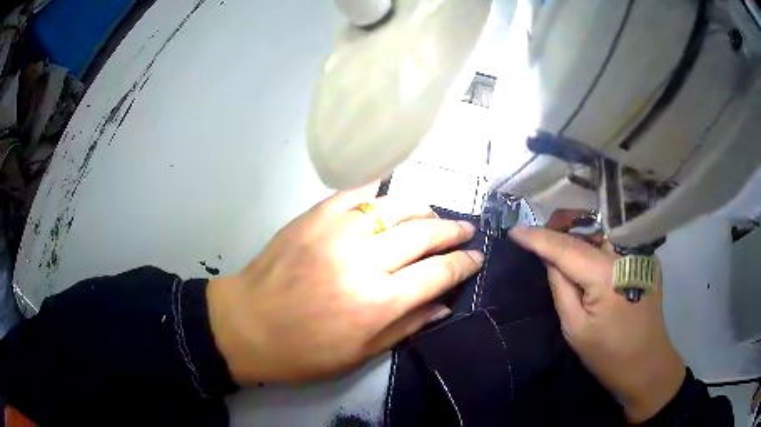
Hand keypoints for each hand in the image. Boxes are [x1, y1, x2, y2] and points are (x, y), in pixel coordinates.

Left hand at [207, 184, 482, 383]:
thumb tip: (444, 305)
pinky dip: (377, 190)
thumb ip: (407, 326)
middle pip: (423, 234)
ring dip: (422, 209)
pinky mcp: (313, 217)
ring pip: (395, 207)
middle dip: (452, 231)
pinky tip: (389, 193)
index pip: (437, 273)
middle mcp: (363, 261)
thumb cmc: (303, 351)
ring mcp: (336, 232)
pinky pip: (354, 193)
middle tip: (466, 230)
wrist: (246, 325)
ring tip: (433, 215)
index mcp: (378, 302)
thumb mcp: (360, 354)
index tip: (477, 258)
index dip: (464, 264)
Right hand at [509, 218, 684, 423]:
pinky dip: (597, 243)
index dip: (538, 237)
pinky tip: (587, 254)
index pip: (566, 247)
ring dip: (579, 234)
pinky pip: (616, 242)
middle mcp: (627, 254)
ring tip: (559, 243)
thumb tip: (549, 259)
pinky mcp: (646, 259)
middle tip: (538, 237)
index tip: (514, 230)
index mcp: (607, 274)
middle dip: (560, 227)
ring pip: (602, 232)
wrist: (647, 366)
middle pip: (587, 229)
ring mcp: (641, 254)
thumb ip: (561, 287)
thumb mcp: (575, 328)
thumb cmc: (608, 355)